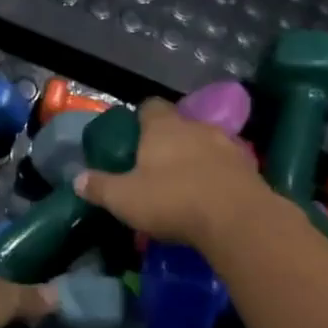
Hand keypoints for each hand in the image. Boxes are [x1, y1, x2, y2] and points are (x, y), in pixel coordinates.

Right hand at [74, 98, 269, 249]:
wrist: (238, 220)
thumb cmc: (173, 200)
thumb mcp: (124, 198)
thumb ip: (100, 187)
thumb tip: (77, 179)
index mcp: (163, 127)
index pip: (150, 106)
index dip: (141, 119)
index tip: (133, 137)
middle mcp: (196, 127)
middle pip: (179, 125)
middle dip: (169, 141)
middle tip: (155, 166)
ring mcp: (227, 145)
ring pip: (206, 144)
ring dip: (196, 158)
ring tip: (185, 184)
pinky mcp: (250, 168)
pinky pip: (227, 166)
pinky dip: (218, 177)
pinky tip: (211, 198)